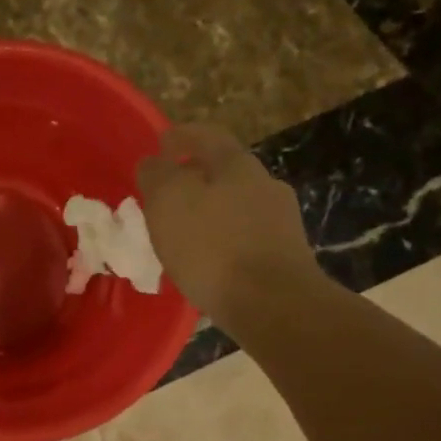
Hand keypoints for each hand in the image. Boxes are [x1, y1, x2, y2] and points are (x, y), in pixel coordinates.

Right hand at [136, 123, 318, 327]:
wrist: (273, 304)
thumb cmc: (213, 246)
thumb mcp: (168, 202)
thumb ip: (157, 175)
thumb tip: (153, 162)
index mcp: (237, 164)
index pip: (207, 135)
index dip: (182, 136)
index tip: (162, 144)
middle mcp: (265, 184)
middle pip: (226, 171)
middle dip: (196, 178)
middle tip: (168, 194)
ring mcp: (281, 221)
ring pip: (238, 205)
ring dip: (212, 212)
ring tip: (185, 233)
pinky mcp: (286, 257)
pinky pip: (247, 238)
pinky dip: (225, 241)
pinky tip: (210, 261)